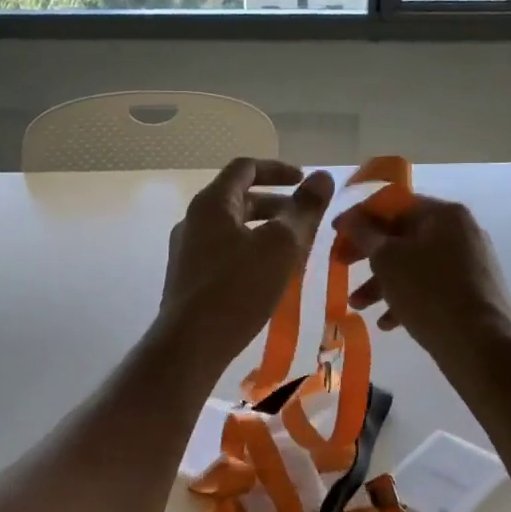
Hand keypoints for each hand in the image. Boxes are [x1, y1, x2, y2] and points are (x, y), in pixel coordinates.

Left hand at [159, 158, 335, 365]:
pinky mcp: (189, 278)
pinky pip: (224, 252)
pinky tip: (269, 276)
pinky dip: (250, 252)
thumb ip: (304, 209)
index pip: (245, 168)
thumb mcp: (281, 245)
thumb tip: (323, 177)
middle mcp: (194, 220)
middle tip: (305, 220)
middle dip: (275, 205)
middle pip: (238, 199)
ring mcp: (187, 250)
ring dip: (264, 231)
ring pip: (232, 229)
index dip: (278, 169)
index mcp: (212, 203)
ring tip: (293, 250)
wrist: (191, 344)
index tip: (304, 181)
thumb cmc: (238, 288)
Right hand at [334, 194, 510, 359]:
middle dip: (368, 256)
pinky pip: (430, 287)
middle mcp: (461, 232)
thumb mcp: (387, 259)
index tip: (336, 232)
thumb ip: (364, 234)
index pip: (394, 205)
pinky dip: (406, 299)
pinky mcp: (470, 292)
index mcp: (444, 214)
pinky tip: (387, 324)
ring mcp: (469, 263)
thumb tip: (350, 219)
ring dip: (381, 283)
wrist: (480, 344)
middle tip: (341, 267)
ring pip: (414, 265)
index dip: (360, 217)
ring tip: (358, 306)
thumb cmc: (428, 291)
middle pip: (403, 236)